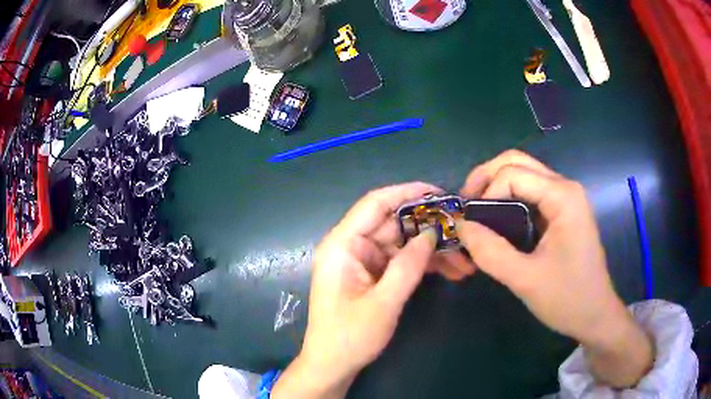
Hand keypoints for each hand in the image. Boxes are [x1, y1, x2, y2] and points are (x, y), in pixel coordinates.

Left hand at [272, 183, 471, 397]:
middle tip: (462, 230)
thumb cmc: (350, 336)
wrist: (332, 365)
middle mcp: (351, 246)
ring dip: (432, 250)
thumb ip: (408, 266)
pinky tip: (450, 270)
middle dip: (429, 228)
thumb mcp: (384, 302)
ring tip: (464, 259)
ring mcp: (363, 261)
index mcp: (343, 244)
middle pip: (394, 224)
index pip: (376, 204)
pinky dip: (423, 265)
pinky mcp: (372, 275)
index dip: (408, 193)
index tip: (440, 194)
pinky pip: (400, 261)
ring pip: (402, 243)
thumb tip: (432, 233)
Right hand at [457, 150, 652, 386]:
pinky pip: (529, 193)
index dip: (486, 194)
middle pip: (517, 162)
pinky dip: (507, 200)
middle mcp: (564, 187)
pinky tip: (496, 222)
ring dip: (494, 188)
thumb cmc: (567, 299)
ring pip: (522, 174)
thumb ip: (490, 252)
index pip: (513, 174)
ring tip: (476, 215)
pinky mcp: (561, 212)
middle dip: (485, 178)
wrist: (595, 315)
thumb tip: (460, 226)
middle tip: (465, 207)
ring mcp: (564, 198)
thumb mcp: (525, 280)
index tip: (472, 226)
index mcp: (563, 196)